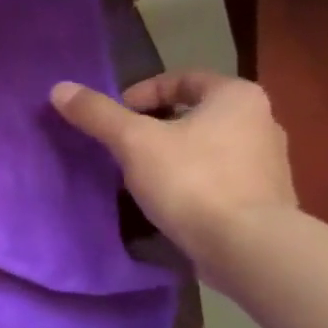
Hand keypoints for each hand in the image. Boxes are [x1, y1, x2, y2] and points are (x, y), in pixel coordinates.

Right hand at [50, 71, 297, 274]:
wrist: (248, 248)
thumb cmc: (192, 182)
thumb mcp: (134, 142)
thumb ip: (98, 114)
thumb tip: (59, 88)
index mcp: (237, 97)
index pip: (182, 79)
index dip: (141, 94)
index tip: (116, 120)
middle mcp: (261, 122)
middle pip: (194, 115)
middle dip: (155, 128)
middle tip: (122, 149)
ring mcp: (268, 164)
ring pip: (206, 149)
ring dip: (172, 157)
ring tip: (140, 179)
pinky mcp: (264, 201)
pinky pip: (218, 181)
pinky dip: (191, 184)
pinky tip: (168, 204)